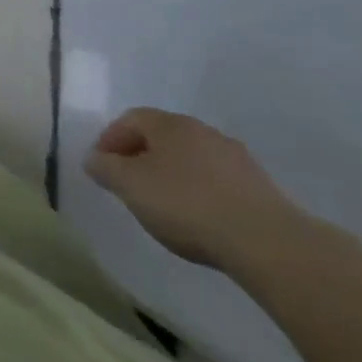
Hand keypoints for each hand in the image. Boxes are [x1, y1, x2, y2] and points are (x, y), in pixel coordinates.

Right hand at [85, 108, 303, 270]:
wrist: (267, 242)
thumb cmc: (187, 204)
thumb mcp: (131, 186)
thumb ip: (106, 168)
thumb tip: (94, 158)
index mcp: (170, 124)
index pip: (130, 119)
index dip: (110, 139)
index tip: (101, 167)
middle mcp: (202, 131)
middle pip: (162, 137)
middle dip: (140, 156)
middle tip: (128, 184)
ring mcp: (235, 158)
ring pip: (191, 159)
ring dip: (172, 175)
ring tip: (164, 206)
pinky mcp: (259, 187)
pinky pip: (216, 181)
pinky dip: (200, 193)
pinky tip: (199, 219)